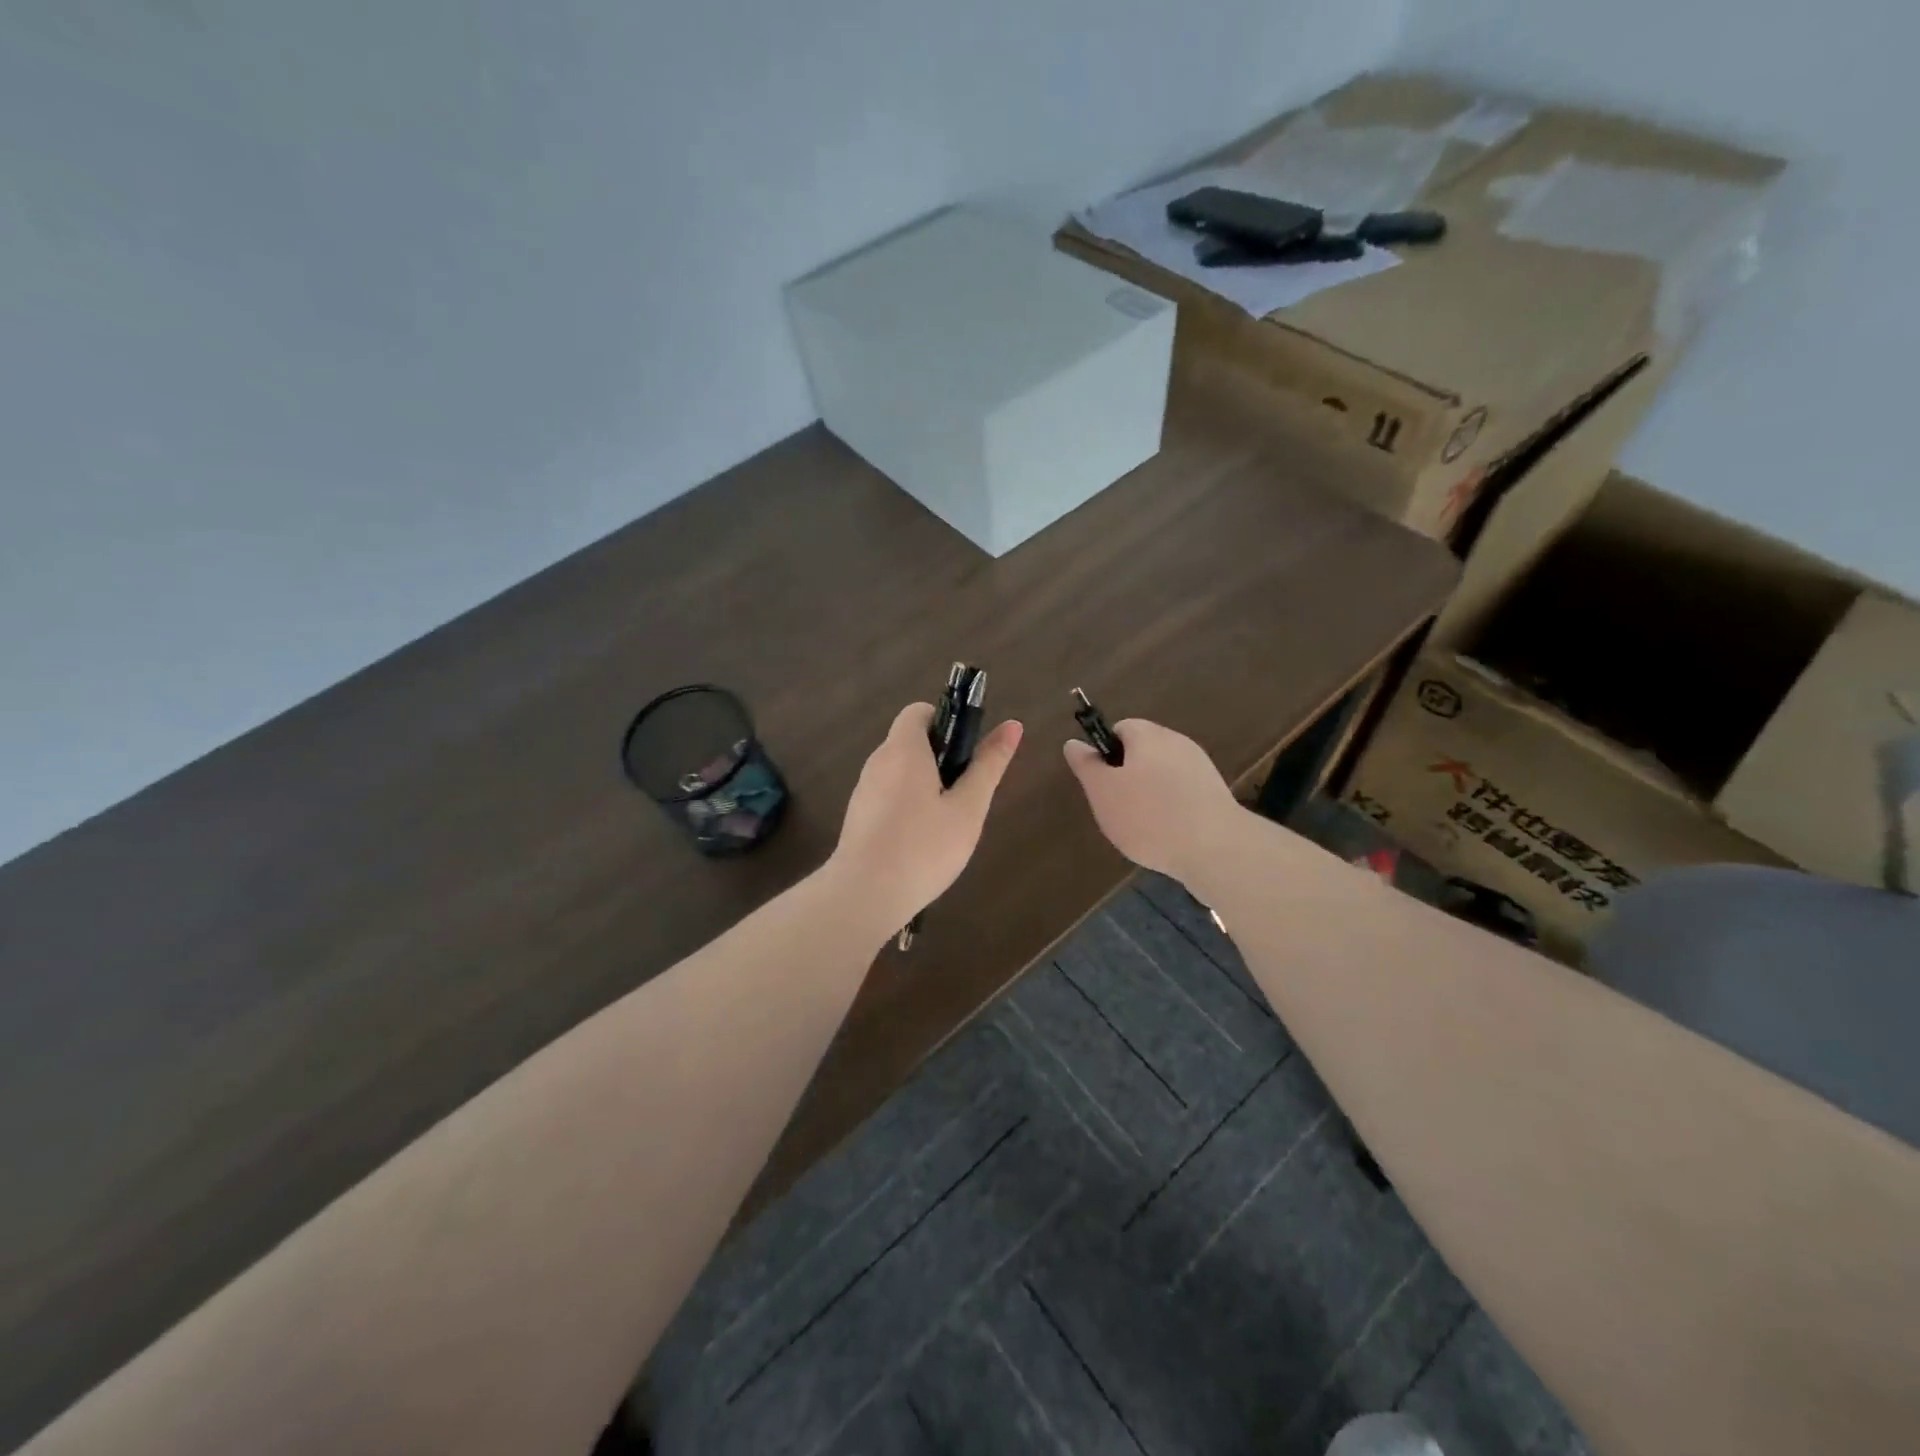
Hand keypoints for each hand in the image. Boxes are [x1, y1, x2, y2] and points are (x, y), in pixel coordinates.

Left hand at [830, 703, 1023, 931]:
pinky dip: (907, 805)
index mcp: (904, 749)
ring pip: (900, 771)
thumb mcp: (967, 808)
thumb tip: (1013, 725)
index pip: (919, 711)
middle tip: (964, 794)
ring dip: (924, 784)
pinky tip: (921, 841)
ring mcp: (864, 790)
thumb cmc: (924, 847)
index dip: (946, 722)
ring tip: (946, 822)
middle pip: (910, 741)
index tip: (967, 753)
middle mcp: (878, 761)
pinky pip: (888, 795)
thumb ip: (988, 765)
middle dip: (940, 758)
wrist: (864, 895)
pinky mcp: (857, 816)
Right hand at [1063, 719, 1242, 884]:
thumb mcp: (1103, 792)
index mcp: (1148, 735)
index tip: (1102, 783)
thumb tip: (1073, 743)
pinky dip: (1171, 807)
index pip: (1120, 729)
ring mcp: (1201, 767)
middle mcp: (1177, 742)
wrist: (1215, 849)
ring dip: (1150, 794)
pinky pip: (1182, 793)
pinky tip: (1167, 833)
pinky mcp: (1216, 793)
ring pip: (1163, 773)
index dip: (1106, 753)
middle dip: (1127, 776)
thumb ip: (1086, 765)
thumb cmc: (1148, 816)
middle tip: (1118, 807)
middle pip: (1143, 751)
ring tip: (1143, 826)